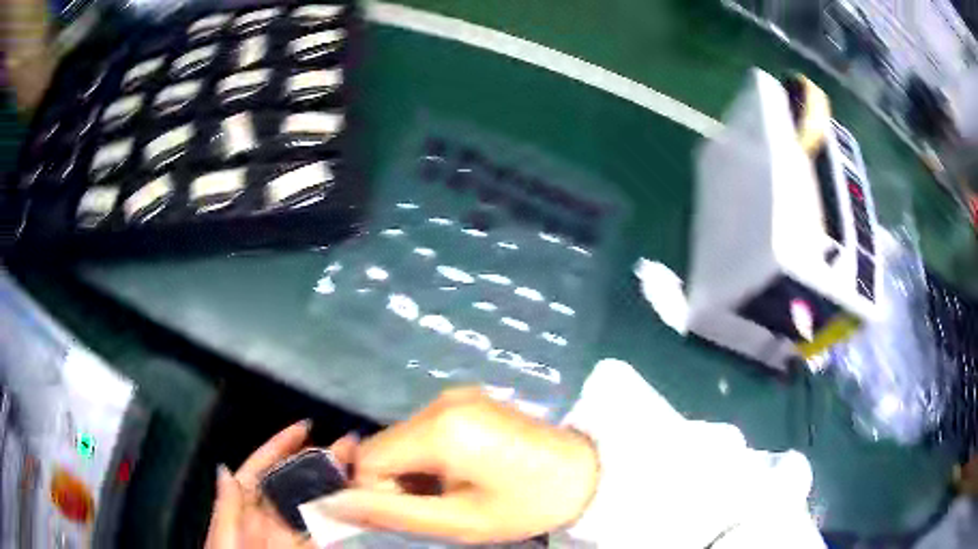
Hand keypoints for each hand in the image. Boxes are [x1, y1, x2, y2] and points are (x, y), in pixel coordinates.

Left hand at [205, 420, 356, 548]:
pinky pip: (325, 535)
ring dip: (333, 488)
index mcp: (242, 509)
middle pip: (292, 485)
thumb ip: (227, 508)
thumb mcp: (223, 540)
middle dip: (316, 463)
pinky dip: (341, 522)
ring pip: (313, 507)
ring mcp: (289, 538)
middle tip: (347, 447)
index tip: (305, 428)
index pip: (259, 470)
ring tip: (359, 469)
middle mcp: (267, 519)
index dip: (279, 447)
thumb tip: (225, 468)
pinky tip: (357, 508)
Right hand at [304, 388, 598, 543]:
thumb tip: (334, 503)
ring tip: (454, 491)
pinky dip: (428, 457)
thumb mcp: (459, 522)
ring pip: (402, 439)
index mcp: (441, 429)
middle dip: (396, 481)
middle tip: (437, 506)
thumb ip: (392, 513)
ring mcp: (455, 396)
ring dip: (413, 471)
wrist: (586, 472)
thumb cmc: (527, 505)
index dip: (377, 491)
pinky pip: (424, 431)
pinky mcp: (466, 400)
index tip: (412, 512)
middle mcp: (441, 402)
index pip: (369, 458)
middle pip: (384, 446)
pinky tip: (461, 472)